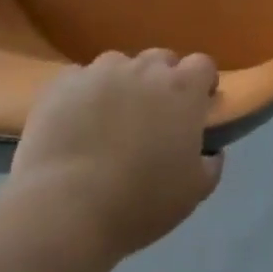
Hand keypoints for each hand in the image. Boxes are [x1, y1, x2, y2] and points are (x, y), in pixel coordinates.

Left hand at [5, 50, 223, 265]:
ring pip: (119, 65)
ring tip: (109, 117)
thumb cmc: (138, 203)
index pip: (202, 65)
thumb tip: (209, 151)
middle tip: (153, 114)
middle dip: (162, 80)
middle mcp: (145, 69)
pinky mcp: (62, 84)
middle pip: (161, 59)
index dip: (202, 82)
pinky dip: (83, 94)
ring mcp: (101, 72)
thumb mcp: (193, 193)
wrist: (62, 212)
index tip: (198, 103)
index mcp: (183, 88)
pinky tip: (75, 122)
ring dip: (121, 83)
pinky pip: (80, 79)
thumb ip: (211, 164)